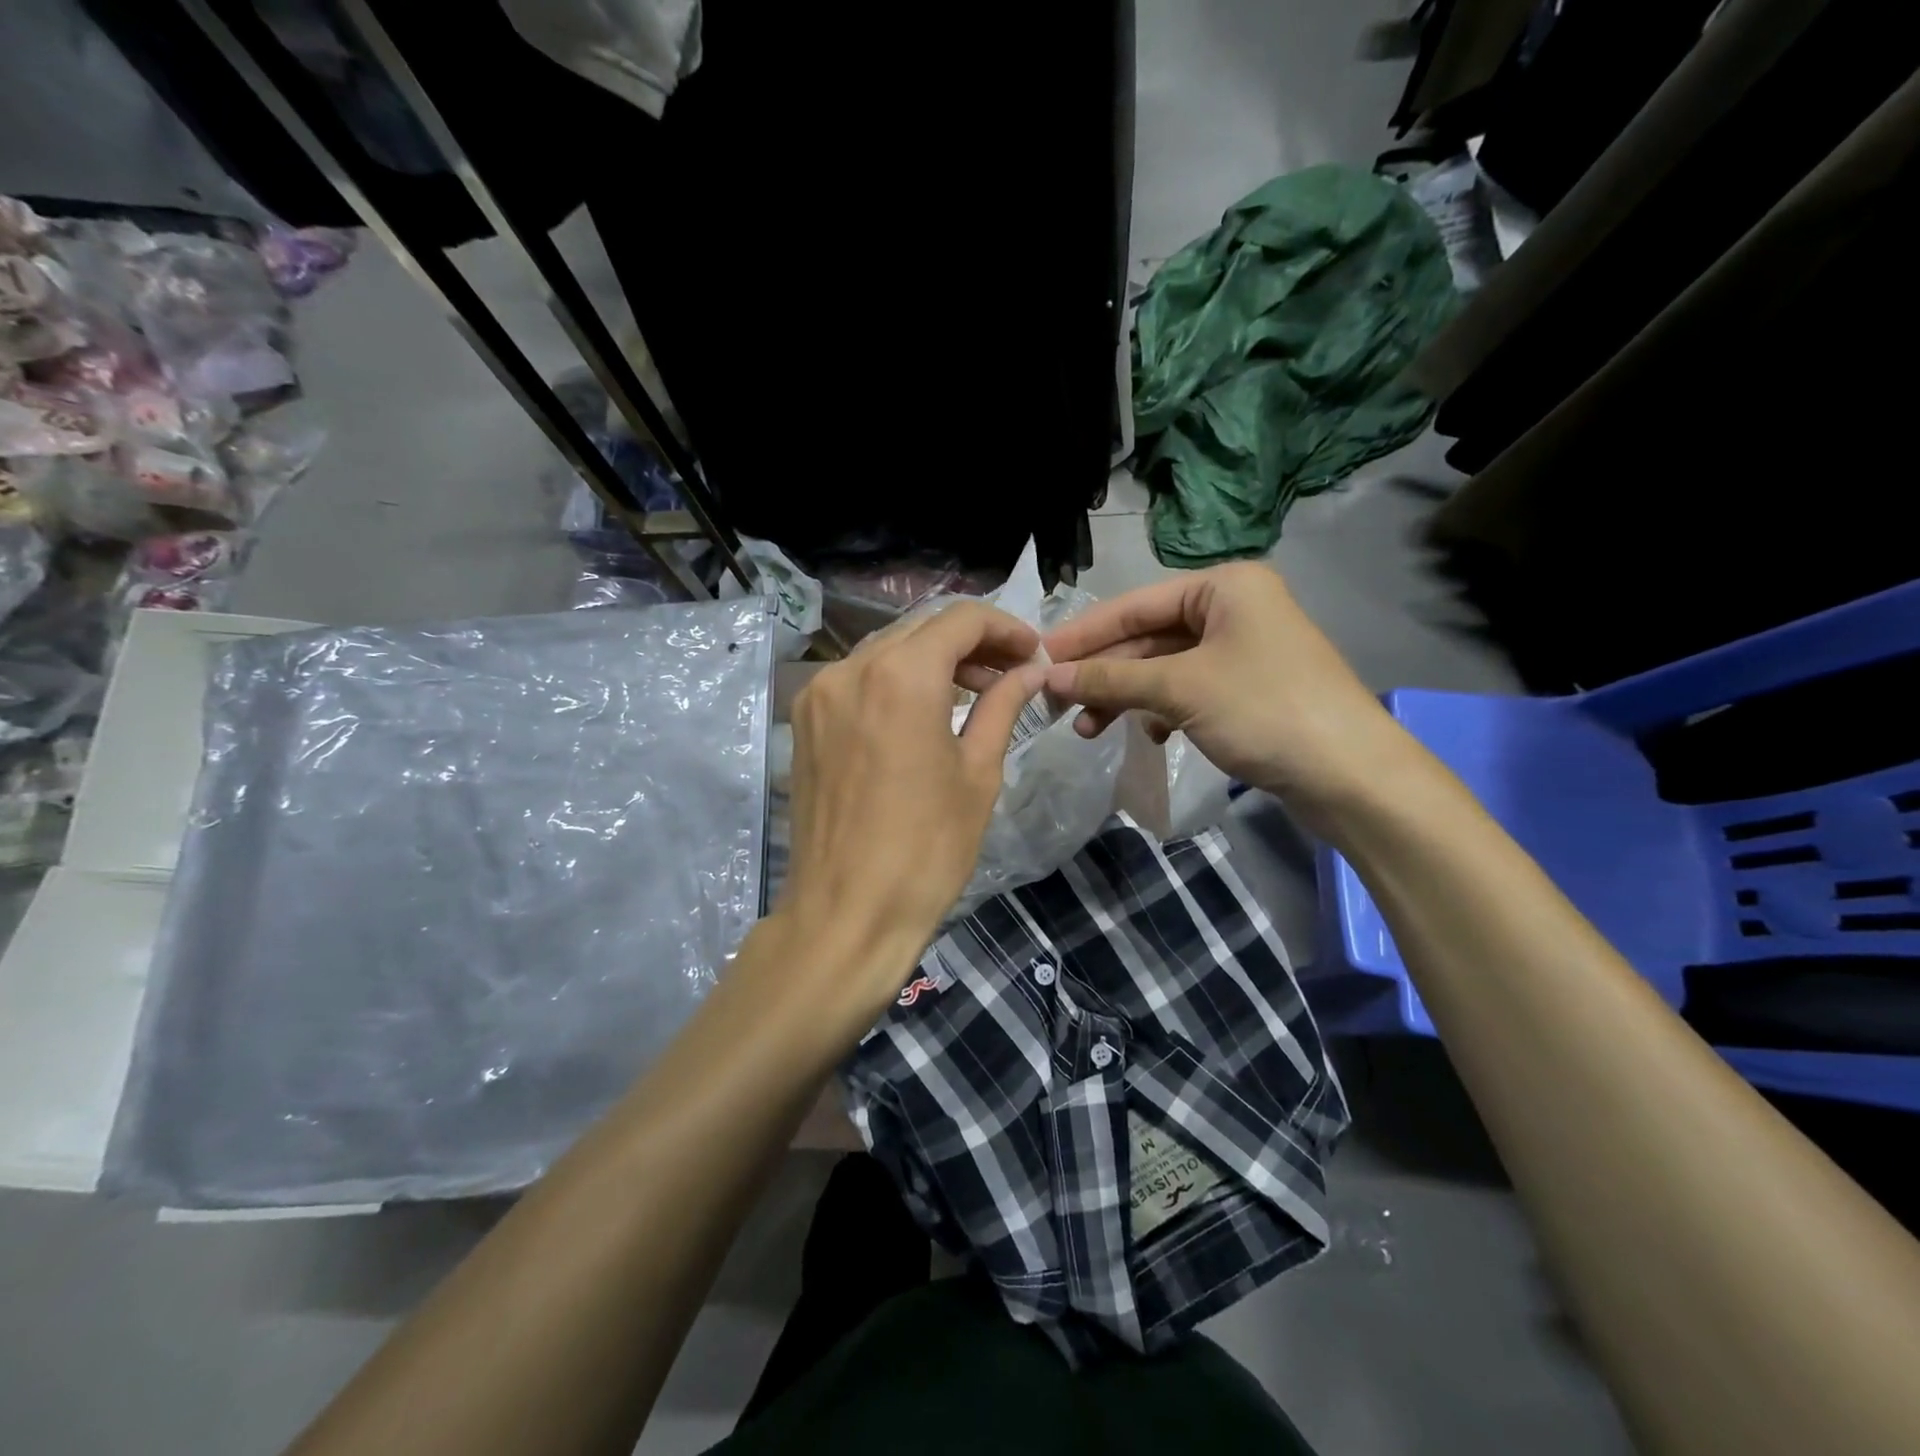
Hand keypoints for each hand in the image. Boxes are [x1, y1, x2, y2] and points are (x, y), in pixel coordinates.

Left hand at [776, 601, 1045, 1009]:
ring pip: (887, 650)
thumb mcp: (978, 773)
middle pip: (921, 629)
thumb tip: (1030, 671)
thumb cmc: (927, 848)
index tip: (1033, 654)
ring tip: (972, 693)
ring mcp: (820, 693)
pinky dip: (895, 681)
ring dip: (933, 661)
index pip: (961, 619)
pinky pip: (858, 679)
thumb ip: (1003, 706)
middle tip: (1010, 674)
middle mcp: (851, 668)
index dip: (1005, 628)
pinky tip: (922, 711)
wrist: (847, 912)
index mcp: (901, 675)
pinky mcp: (804, 720)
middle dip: (971, 643)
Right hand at [1041, 563, 1411, 829]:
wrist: (1351, 776)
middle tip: (1057, 702)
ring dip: (1126, 697)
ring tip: (1088, 730)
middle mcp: (1233, 608)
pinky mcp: (1247, 689)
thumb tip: (1051, 676)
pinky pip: (1187, 691)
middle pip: (1148, 637)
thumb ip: (1112, 677)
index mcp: (1223, 586)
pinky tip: (1149, 737)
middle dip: (1104, 673)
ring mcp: (1242, 650)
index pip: (1135, 604)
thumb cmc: (1264, 711)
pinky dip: (1160, 711)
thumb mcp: (1179, 689)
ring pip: (1164, 668)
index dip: (1085, 633)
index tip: (1039, 658)